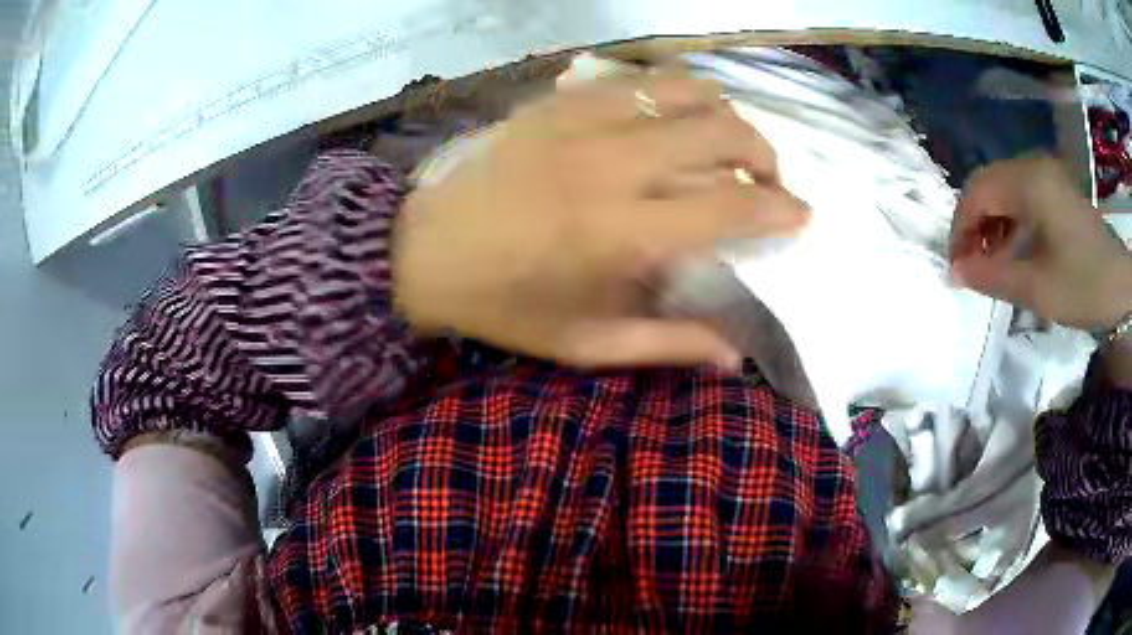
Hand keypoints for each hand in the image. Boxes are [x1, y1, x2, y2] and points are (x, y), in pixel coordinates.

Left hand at [394, 74, 809, 367]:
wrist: (423, 253)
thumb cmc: (505, 306)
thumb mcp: (587, 344)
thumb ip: (668, 346)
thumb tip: (736, 358)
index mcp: (624, 232)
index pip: (734, 202)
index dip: (781, 207)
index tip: (801, 214)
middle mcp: (614, 163)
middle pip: (723, 129)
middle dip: (764, 153)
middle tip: (766, 179)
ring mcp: (583, 120)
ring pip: (686, 89)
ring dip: (722, 113)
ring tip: (724, 142)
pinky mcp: (557, 101)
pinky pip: (635, 78)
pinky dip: (670, 94)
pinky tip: (667, 119)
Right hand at [949, 155, 1131, 331]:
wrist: (1123, 287)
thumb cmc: (1083, 285)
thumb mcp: (1037, 287)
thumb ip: (993, 276)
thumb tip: (954, 272)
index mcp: (1028, 182)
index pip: (976, 192)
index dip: (960, 228)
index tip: (956, 267)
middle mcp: (1033, 168)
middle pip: (988, 185)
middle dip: (973, 224)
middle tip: (970, 265)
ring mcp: (1047, 176)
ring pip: (1004, 190)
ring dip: (992, 223)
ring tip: (991, 262)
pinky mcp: (1057, 190)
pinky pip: (1023, 196)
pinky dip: (1011, 221)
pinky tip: (1014, 249)